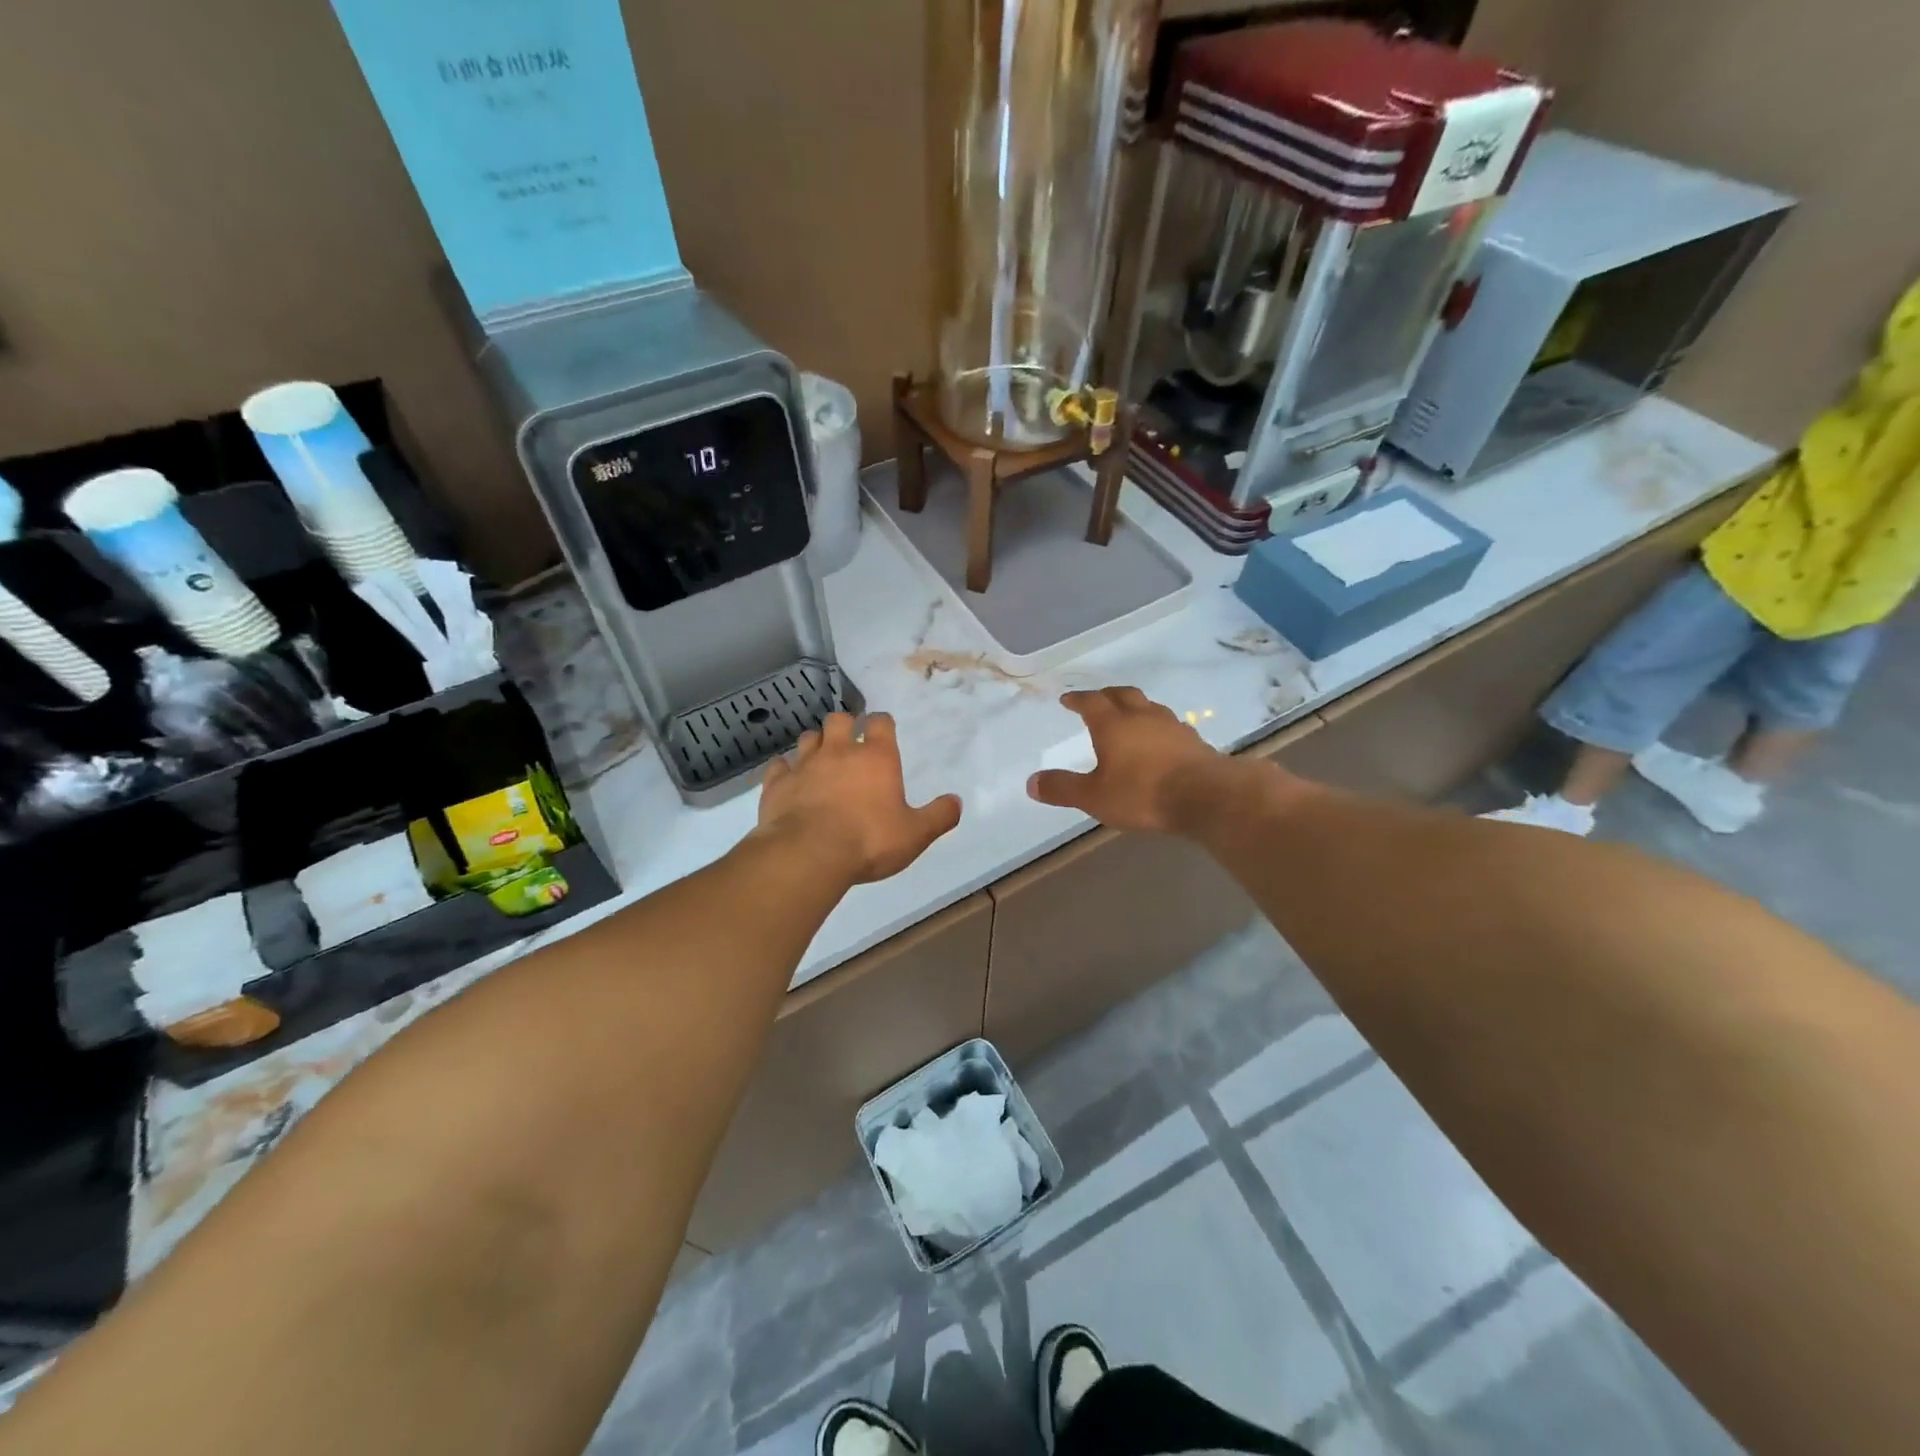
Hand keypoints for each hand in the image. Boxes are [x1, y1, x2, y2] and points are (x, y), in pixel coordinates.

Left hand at [758, 712, 961, 883]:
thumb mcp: (915, 834)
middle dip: (845, 725)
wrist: (809, 854)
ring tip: (820, 758)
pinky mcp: (777, 784)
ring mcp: (804, 765)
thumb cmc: (869, 841)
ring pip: (808, 737)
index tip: (883, 729)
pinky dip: (784, 769)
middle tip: (848, 741)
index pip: (880, 722)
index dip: (882, 723)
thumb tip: (956, 801)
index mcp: (876, 758)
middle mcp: (839, 752)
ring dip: (816, 743)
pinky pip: (778, 766)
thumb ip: (939, 816)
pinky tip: (787, 779)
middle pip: (839, 720)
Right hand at [1027, 687, 1245, 832]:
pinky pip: (1169, 724)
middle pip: (1122, 694)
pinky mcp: (1193, 740)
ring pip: (1149, 706)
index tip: (1067, 698)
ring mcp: (1171, 726)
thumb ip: (1063, 788)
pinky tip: (1159, 740)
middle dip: (1107, 694)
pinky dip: (1157, 726)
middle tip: (1097, 699)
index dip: (1077, 699)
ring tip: (1129, 716)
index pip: (1091, 702)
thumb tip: (1031, 782)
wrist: (1206, 796)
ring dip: (1135, 707)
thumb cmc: (1142, 793)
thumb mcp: (1094, 797)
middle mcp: (1142, 716)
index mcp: (1113, 724)